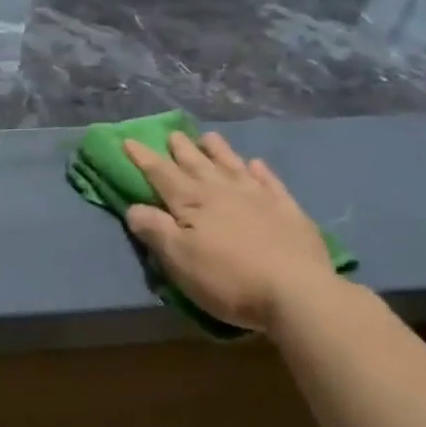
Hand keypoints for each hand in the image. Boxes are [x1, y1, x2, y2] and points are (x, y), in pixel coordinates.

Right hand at [122, 132, 336, 333]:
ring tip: (209, 137)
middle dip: (181, 149)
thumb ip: (155, 229)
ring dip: (218, 151)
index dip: (143, 157)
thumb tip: (134, 207)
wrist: (297, 292)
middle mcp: (223, 191)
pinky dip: (260, 171)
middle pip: (196, 164)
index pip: (161, 174)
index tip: (128, 140)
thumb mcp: (178, 259)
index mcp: (192, 202)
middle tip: (172, 133)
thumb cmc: (227, 278)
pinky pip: (270, 182)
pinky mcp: (288, 211)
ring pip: (232, 165)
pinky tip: (256, 164)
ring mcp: (258, 198)